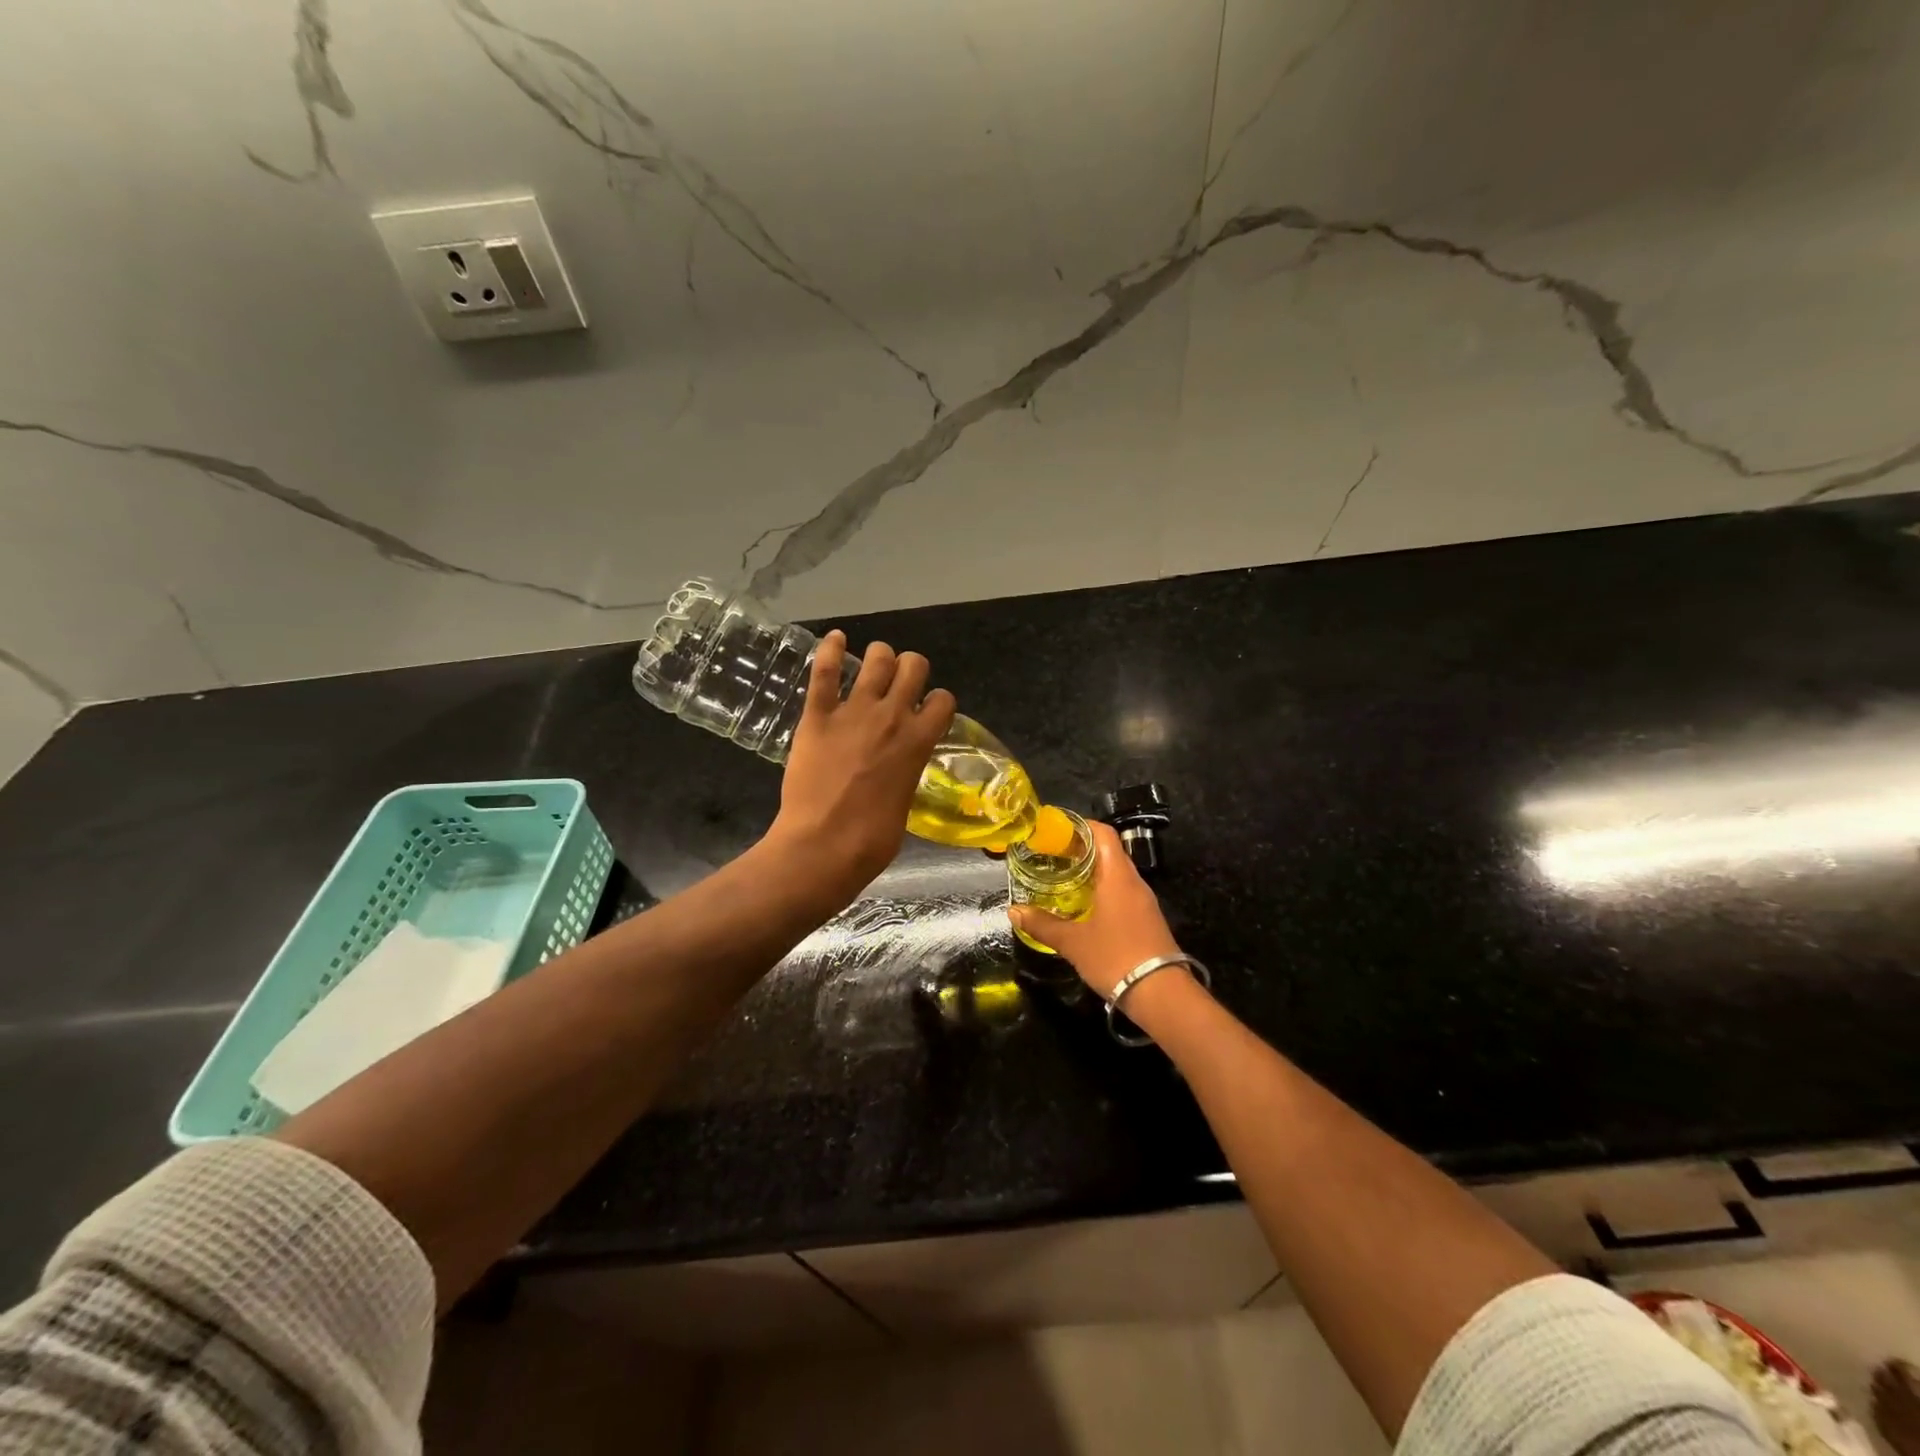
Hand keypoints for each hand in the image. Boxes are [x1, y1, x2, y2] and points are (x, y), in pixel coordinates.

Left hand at [766, 631, 956, 904]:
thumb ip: (905, 772)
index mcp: (919, 741)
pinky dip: (830, 649)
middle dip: (910, 669)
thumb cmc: (871, 840)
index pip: (943, 699)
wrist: (823, 846)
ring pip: (876, 658)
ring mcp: (853, 711)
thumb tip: (898, 769)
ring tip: (872, 666)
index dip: (937, 701)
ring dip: (879, 657)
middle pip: (914, 665)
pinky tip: (834, 639)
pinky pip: (825, 671)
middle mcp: (892, 716)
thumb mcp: (904, 803)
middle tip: (899, 684)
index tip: (926, 711)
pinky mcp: (817, 715)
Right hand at [1009, 822, 1183, 998]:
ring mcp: (1143, 902)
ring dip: (1091, 871)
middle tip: (1050, 855)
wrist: (1162, 995)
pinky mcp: (1147, 920)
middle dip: (1080, 849)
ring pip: (1116, 873)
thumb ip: (1042, 924)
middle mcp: (1134, 882)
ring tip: (1062, 878)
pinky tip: (1083, 906)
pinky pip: (1122, 892)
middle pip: (1108, 851)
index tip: (1054, 831)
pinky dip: (1101, 890)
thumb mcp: (1073, 942)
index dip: (1080, 826)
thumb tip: (1014, 910)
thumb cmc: (1115, 957)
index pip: (1103, 833)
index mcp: (1117, 876)